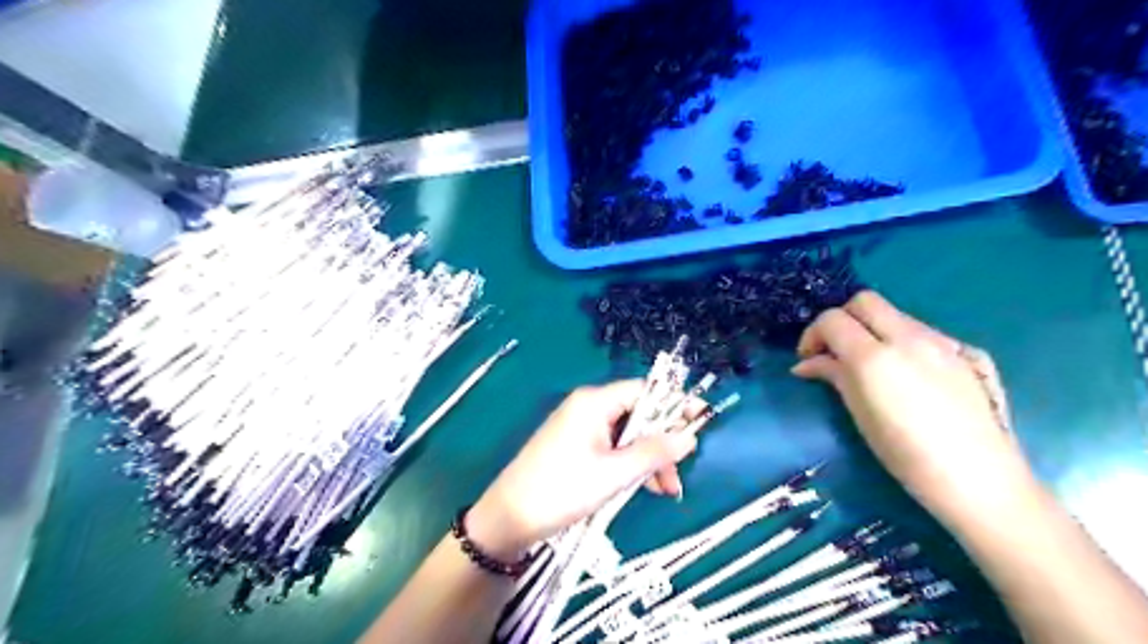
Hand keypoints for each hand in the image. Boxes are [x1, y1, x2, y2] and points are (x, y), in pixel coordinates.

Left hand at [465, 382, 699, 557]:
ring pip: (627, 435)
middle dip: (661, 443)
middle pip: (638, 415)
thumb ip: (653, 452)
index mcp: (594, 402)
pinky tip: (643, 488)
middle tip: (677, 475)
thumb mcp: (614, 474)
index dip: (674, 404)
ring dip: (648, 459)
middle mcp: (588, 407)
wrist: (508, 518)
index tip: (701, 420)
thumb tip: (688, 436)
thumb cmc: (562, 489)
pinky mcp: (576, 447)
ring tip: (665, 491)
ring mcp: (580, 427)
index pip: (644, 391)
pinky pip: (612, 448)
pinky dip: (629, 465)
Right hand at [796, 293, 1037, 528]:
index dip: (813, 334)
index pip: (832, 319)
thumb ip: (833, 377)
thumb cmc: (906, 455)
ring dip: (872, 328)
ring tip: (868, 364)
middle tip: (834, 349)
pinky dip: (901, 341)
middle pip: (864, 301)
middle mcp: (909, 338)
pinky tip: (905, 372)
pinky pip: (923, 332)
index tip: (808, 359)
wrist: (980, 480)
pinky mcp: (966, 353)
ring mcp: (942, 342)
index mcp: (875, 357)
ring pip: (895, 314)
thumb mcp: (859, 415)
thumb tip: (808, 364)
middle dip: (842, 319)